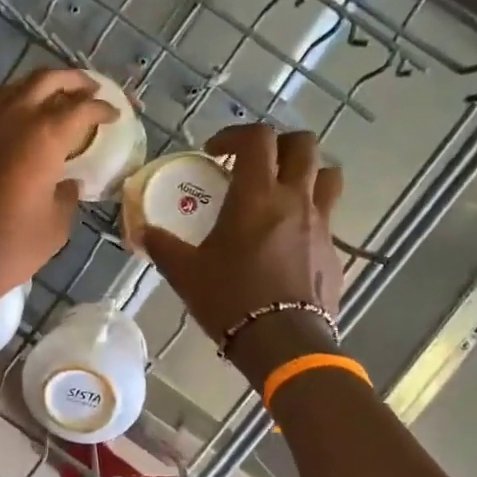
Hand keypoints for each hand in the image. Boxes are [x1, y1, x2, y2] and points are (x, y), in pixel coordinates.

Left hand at [0, 68, 118, 307]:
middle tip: (93, 89)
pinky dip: (18, 101)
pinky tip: (27, 118)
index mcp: (42, 138)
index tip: (115, 114)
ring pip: (16, 87)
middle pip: (45, 81)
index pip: (80, 109)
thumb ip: (67, 196)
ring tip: (61, 96)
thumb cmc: (10, 249)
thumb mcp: (54, 226)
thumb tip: (68, 182)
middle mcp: (13, 121)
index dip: (101, 108)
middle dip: (73, 81)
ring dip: (42, 85)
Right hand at [144, 124, 345, 352]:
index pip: (258, 138)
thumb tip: (142, 231)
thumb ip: (163, 246)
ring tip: (282, 191)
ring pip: (327, 176)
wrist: (282, 342)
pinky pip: (328, 218)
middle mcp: (295, 199)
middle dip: (279, 144)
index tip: (215, 152)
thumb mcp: (186, 273)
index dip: (235, 134)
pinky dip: (310, 216)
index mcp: (257, 195)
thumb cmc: (230, 299)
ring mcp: (321, 224)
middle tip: (254, 163)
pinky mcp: (334, 251)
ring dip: (306, 173)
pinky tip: (288, 240)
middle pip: (304, 145)